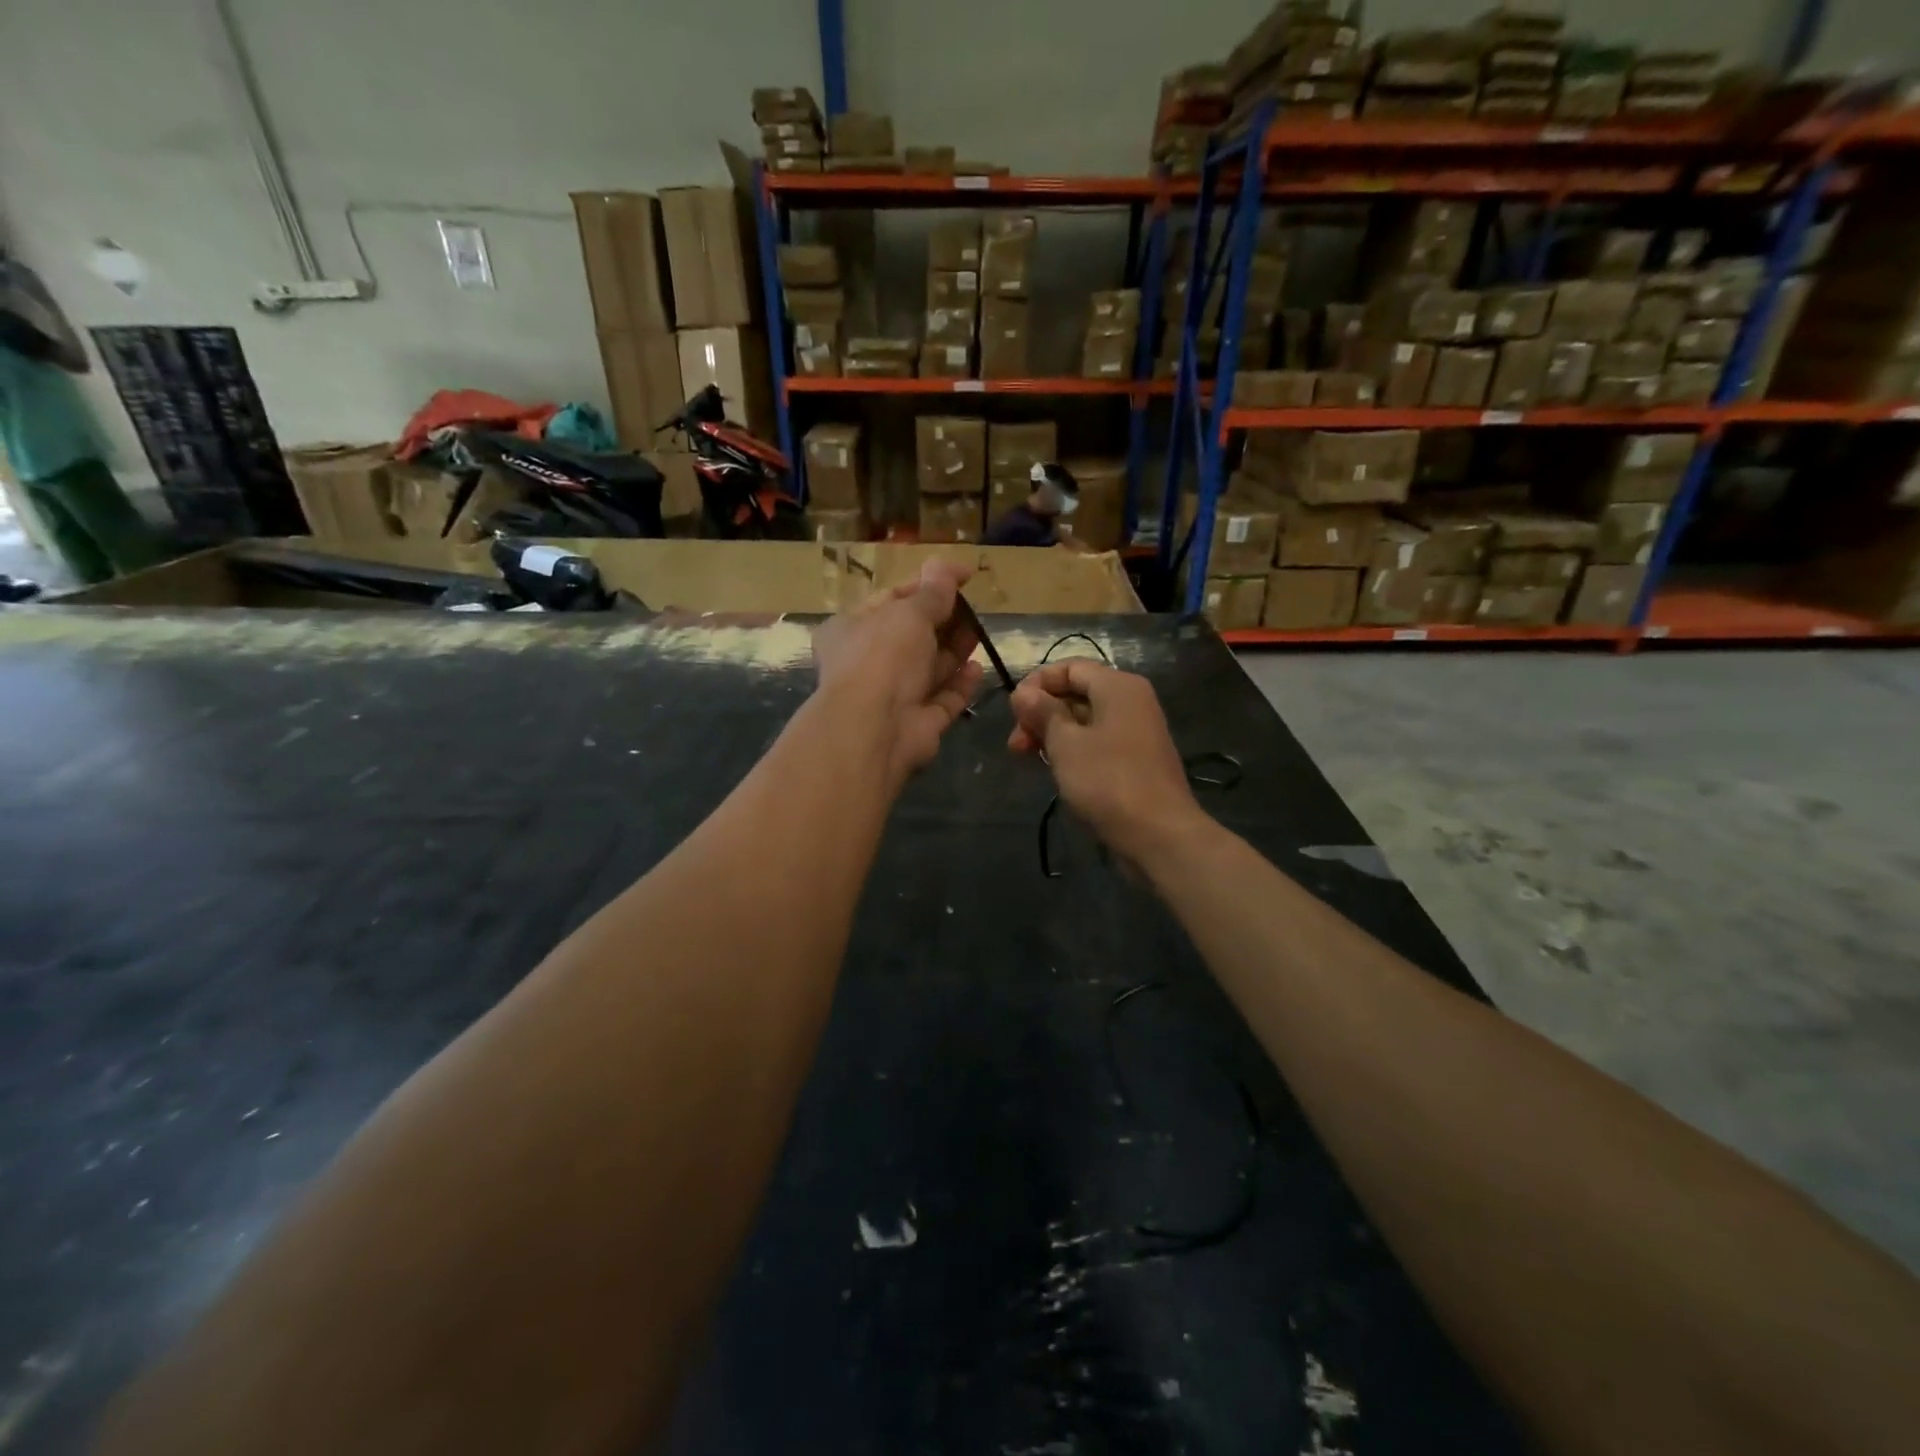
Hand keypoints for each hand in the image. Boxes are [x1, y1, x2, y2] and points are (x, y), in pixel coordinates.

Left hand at [812, 560, 983, 782]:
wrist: (875, 727)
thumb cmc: (883, 656)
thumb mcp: (909, 612)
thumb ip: (933, 592)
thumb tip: (946, 565)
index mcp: (851, 628)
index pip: (892, 599)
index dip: (927, 584)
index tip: (964, 576)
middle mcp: (868, 662)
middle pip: (913, 635)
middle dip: (944, 620)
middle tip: (974, 607)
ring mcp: (892, 696)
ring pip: (929, 668)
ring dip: (955, 650)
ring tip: (981, 632)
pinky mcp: (917, 723)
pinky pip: (943, 699)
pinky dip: (960, 684)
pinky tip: (977, 668)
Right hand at [1007, 659, 1202, 863]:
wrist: (1158, 834)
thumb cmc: (1107, 780)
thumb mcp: (1065, 743)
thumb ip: (1043, 712)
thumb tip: (1023, 692)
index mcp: (1118, 686)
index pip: (1069, 667)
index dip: (1036, 684)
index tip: (1013, 711)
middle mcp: (1131, 701)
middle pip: (1076, 693)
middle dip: (1041, 713)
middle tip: (1015, 744)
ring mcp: (1136, 731)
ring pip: (1084, 720)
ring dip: (1052, 734)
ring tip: (1027, 758)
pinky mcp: (1136, 759)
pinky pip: (1097, 742)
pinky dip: (1073, 749)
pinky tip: (1054, 768)